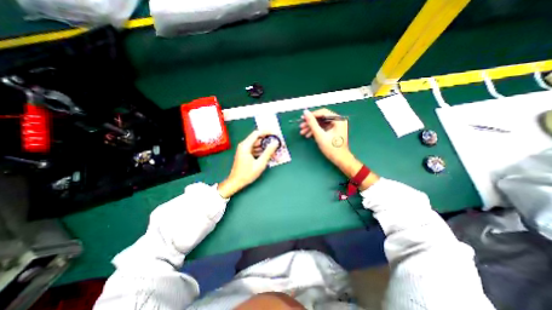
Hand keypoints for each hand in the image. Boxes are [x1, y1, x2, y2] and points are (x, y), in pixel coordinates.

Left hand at [218, 130, 280, 198]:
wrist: (236, 182)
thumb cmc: (247, 174)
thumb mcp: (260, 163)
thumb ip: (268, 152)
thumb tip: (275, 143)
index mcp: (245, 145)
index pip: (257, 133)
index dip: (267, 132)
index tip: (276, 134)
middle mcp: (244, 145)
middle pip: (257, 138)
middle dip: (268, 140)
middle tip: (277, 143)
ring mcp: (244, 149)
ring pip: (257, 144)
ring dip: (265, 146)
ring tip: (274, 150)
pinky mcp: (245, 153)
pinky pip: (255, 149)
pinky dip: (262, 151)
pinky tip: (268, 155)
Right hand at [301, 108, 357, 171]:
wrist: (339, 159)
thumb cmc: (331, 148)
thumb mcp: (320, 135)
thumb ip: (312, 123)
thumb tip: (305, 112)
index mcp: (338, 120)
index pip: (323, 112)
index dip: (312, 115)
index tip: (302, 118)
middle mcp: (338, 121)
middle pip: (321, 118)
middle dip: (310, 123)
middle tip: (301, 126)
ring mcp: (335, 126)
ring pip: (320, 124)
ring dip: (311, 128)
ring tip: (302, 132)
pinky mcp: (333, 131)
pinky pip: (322, 128)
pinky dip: (315, 131)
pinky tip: (308, 135)